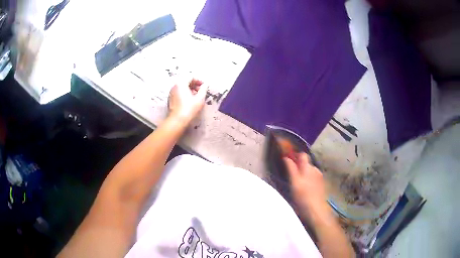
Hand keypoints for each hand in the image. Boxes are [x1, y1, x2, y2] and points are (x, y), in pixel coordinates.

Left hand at [168, 79, 208, 124]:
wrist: (177, 121)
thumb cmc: (189, 109)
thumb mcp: (200, 99)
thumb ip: (203, 89)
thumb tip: (206, 84)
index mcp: (181, 84)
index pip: (191, 76)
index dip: (199, 80)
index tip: (204, 86)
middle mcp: (175, 86)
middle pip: (185, 81)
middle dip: (194, 85)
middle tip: (201, 91)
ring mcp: (171, 93)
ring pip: (182, 87)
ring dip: (190, 90)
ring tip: (196, 97)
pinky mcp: (170, 99)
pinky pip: (179, 93)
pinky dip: (185, 94)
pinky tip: (190, 101)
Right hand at [284, 153, 330, 218]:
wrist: (316, 209)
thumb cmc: (303, 195)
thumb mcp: (294, 182)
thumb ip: (291, 168)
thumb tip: (286, 157)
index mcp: (308, 167)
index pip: (303, 155)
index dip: (296, 156)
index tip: (289, 161)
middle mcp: (315, 169)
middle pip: (306, 164)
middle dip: (299, 167)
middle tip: (292, 176)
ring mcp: (320, 177)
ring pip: (310, 171)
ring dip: (304, 174)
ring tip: (298, 185)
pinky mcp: (322, 184)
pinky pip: (313, 178)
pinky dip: (309, 180)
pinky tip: (305, 189)